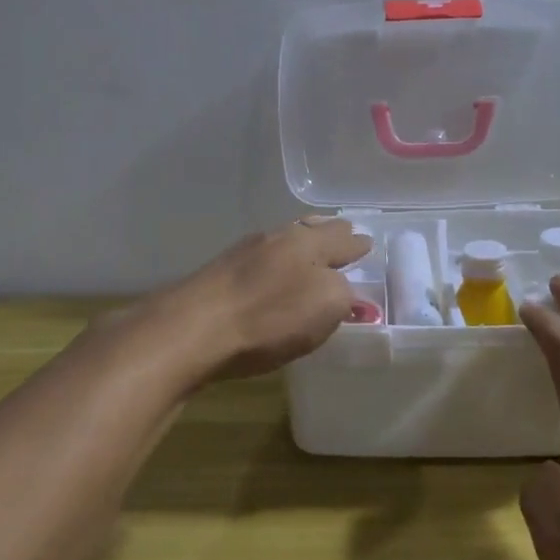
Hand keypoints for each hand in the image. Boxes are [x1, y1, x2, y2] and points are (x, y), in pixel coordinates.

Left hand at [150, 218, 371, 381]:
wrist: (193, 329)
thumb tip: (343, 290)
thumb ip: (343, 294)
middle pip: (309, 230)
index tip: (367, 242)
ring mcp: (243, 253)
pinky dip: (275, 262)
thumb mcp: (325, 306)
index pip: (341, 240)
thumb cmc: (269, 318)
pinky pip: (259, 260)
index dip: (356, 244)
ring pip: (282, 242)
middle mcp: (277, 239)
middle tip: (342, 233)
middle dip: (329, 232)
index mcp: (308, 243)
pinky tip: (271, 273)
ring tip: (309, 252)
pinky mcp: (219, 274)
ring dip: (300, 244)